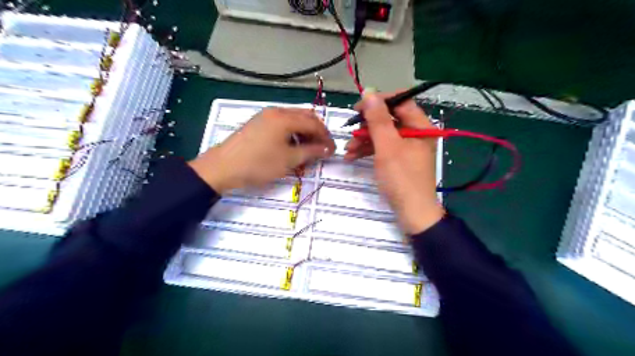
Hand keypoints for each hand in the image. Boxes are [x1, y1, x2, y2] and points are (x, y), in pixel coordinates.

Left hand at [189, 108, 333, 192]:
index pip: (314, 123)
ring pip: (293, 120)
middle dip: (316, 132)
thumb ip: (311, 151)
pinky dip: (291, 133)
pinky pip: (281, 124)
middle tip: (321, 149)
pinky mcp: (258, 123)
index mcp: (285, 117)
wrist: (222, 168)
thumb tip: (328, 148)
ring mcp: (265, 116)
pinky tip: (291, 146)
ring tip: (307, 150)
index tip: (332, 151)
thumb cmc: (258, 164)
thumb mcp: (289, 160)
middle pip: (305, 117)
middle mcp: (276, 111)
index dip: (326, 137)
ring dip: (304, 132)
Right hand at [345, 94, 442, 234]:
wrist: (412, 213)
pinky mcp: (400, 160)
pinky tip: (352, 157)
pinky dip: (368, 151)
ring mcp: (408, 148)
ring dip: (364, 140)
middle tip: (350, 132)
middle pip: (389, 119)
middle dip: (367, 126)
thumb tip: (369, 92)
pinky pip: (383, 148)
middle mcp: (416, 133)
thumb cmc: (402, 178)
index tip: (359, 107)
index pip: (400, 102)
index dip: (379, 102)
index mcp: (421, 126)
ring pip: (383, 135)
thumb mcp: (387, 147)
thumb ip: (378, 119)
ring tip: (347, 150)